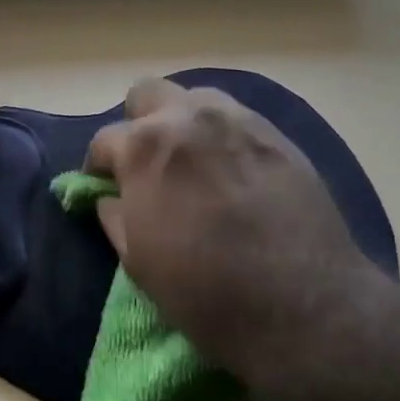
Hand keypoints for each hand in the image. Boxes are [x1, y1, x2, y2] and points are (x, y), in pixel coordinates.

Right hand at [85, 78, 388, 393]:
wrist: (300, 306)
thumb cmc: (204, 291)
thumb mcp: (138, 262)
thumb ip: (115, 217)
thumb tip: (110, 198)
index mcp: (145, 147)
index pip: (105, 140)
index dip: (99, 167)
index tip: (105, 187)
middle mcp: (190, 118)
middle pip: (148, 95)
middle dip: (139, 125)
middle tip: (147, 166)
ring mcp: (240, 121)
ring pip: (197, 99)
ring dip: (183, 124)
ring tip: (193, 166)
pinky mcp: (280, 136)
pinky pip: (238, 121)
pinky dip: (223, 138)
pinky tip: (232, 175)